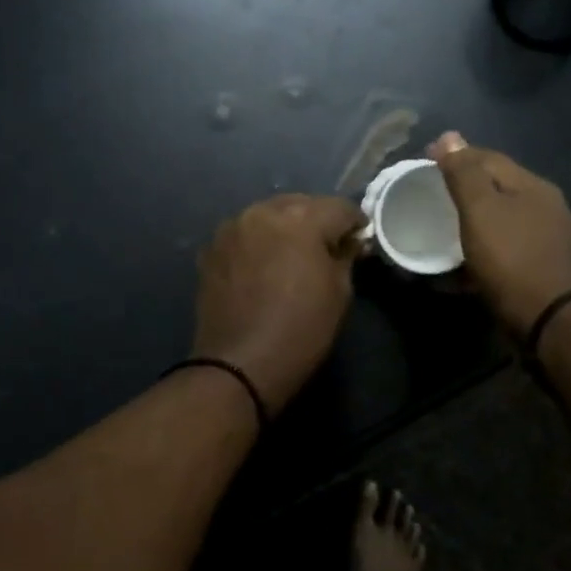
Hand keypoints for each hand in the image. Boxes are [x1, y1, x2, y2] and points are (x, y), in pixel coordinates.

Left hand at [192, 194, 365, 413]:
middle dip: (316, 221)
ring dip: (284, 230)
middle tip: (327, 248)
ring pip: (268, 217)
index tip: (359, 241)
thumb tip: (348, 241)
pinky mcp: (211, 249)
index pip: (339, 207)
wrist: (239, 365)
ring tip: (292, 257)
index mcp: (300, 218)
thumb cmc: (300, 329)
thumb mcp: (339, 293)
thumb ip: (345, 255)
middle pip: (299, 205)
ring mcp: (232, 229)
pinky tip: (262, 268)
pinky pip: (244, 236)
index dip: (355, 223)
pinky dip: (257, 244)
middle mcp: (262, 211)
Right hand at [428, 131, 570, 338]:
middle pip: (497, 187)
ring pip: (500, 219)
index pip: (489, 158)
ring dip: (472, 219)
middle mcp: (546, 207)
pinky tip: (464, 260)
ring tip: (443, 226)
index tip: (424, 159)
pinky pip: (504, 248)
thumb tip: (450, 136)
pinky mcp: (541, 268)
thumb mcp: (481, 211)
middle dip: (464, 186)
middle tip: (431, 192)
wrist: (548, 320)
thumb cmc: (510, 259)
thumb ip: (464, 173)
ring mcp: (547, 240)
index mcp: (533, 187)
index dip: (456, 155)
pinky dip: (482, 247)